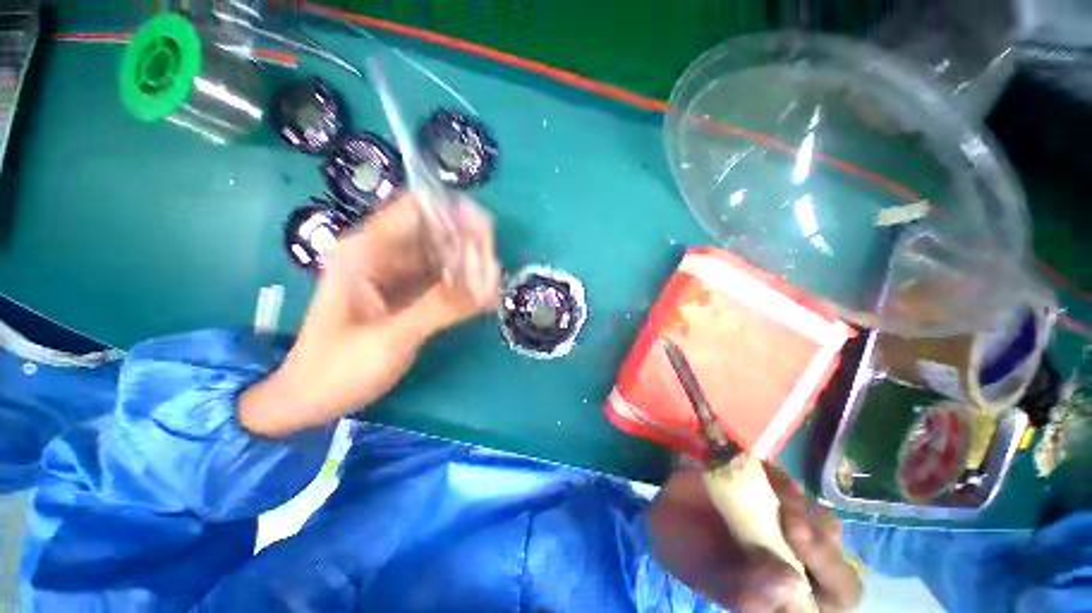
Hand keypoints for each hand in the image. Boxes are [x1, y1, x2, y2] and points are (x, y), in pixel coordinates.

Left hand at [240, 193, 500, 436]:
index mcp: (366, 251)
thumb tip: (489, 283)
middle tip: (493, 270)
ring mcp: (397, 273)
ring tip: (490, 285)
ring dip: (470, 264)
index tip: (486, 236)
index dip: (454, 214)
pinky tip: (480, 295)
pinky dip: (463, 283)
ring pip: (444, 254)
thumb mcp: (389, 339)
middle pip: (436, 230)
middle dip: (468, 244)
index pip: (416, 209)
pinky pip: (443, 277)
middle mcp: (383, 254)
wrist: (312, 397)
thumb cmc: (337, 369)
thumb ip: (439, 308)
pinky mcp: (408, 291)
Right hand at [647, 465, 859, 611]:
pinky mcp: (770, 498)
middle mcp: (797, 563)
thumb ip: (747, 592)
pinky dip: (782, 479)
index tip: (796, 537)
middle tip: (787, 515)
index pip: (838, 594)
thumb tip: (793, 585)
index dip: (830, 569)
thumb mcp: (711, 581)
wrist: (664, 513)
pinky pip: (791, 488)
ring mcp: (785, 527)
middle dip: (819, 536)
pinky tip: (764, 471)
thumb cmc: (686, 554)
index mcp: (789, 595)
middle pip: (835, 551)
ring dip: (803, 504)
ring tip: (775, 490)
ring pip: (819, 517)